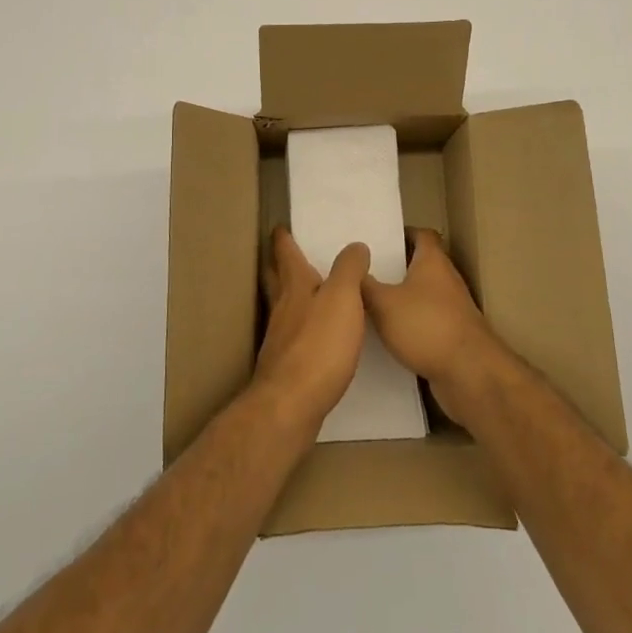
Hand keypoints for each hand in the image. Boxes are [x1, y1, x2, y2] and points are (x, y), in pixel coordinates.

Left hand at [253, 227, 368, 434]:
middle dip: (279, 265)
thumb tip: (355, 246)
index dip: (283, 239)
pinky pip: (292, 336)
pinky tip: (314, 337)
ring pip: (282, 307)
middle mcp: (282, 308)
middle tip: (285, 255)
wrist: (291, 405)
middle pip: (276, 279)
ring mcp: (280, 339)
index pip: (285, 253)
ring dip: (290, 296)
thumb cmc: (319, 345)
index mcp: (295, 286)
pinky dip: (300, 328)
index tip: (281, 227)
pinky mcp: (285, 367)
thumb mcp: (343, 298)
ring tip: (306, 294)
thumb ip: (349, 269)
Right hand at [362, 228, 499, 426]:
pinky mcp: (452, 337)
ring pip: (421, 296)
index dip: (400, 234)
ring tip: (368, 304)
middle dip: (394, 269)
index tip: (377, 242)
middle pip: (420, 265)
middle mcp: (446, 280)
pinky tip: (385, 337)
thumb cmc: (426, 326)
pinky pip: (425, 323)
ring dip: (400, 299)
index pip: (420, 234)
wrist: (470, 375)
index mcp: (433, 261)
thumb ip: (365, 285)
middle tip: (364, 273)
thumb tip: (351, 267)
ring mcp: (452, 310)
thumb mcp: (384, 303)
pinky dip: (409, 326)